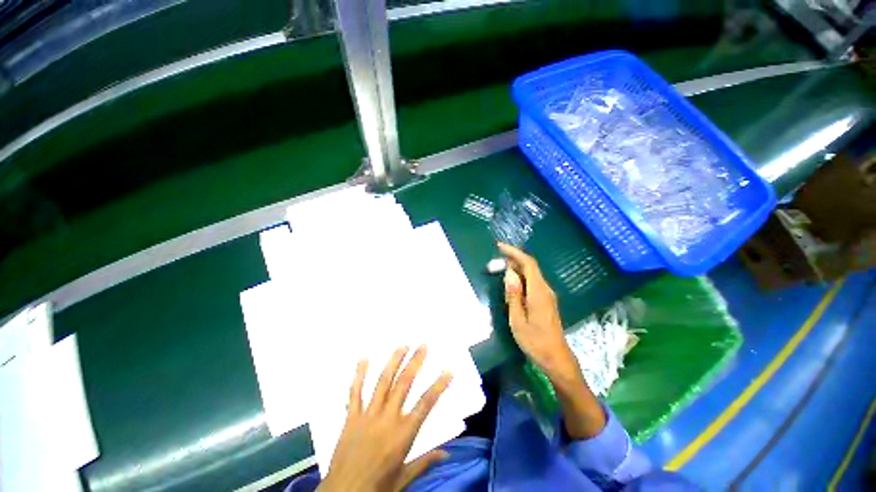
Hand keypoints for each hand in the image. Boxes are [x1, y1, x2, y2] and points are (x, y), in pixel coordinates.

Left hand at [319, 346, 452, 491]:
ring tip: (402, 345)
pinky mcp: (352, 417)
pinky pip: (355, 392)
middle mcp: (387, 419)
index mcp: (403, 434)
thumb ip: (424, 463)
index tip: (448, 370)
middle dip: (415, 362)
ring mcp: (368, 415)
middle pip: (404, 384)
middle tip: (423, 345)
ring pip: (383, 382)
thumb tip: (446, 453)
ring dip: (393, 361)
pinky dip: (359, 374)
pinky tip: (364, 358)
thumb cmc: (377, 488)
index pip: (426, 404)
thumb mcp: (403, 479)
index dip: (439, 385)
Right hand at [498, 243, 574, 373]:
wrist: (556, 358)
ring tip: (500, 271)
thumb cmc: (535, 341)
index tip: (500, 247)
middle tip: (495, 262)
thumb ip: (513, 295)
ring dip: (516, 269)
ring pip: (531, 275)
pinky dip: (521, 279)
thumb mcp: (517, 319)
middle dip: (513, 260)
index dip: (515, 252)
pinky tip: (511, 285)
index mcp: (539, 292)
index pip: (528, 263)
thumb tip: (509, 273)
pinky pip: (533, 283)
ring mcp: (547, 295)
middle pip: (530, 267)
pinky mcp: (546, 301)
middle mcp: (545, 289)